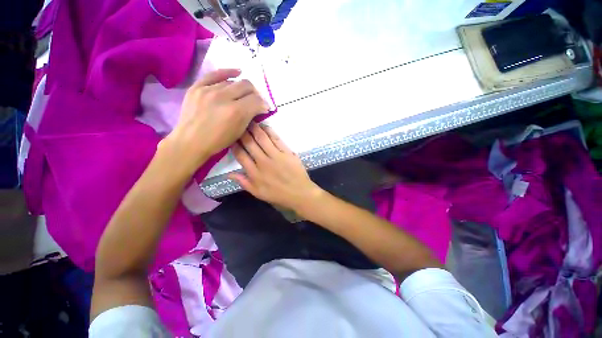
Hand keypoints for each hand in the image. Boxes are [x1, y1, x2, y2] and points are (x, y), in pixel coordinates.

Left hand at [163, 69, 269, 172]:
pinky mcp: (197, 86)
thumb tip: (260, 107)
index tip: (263, 108)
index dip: (263, 104)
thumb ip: (250, 116)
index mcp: (236, 112)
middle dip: (255, 93)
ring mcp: (208, 90)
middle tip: (254, 101)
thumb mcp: (239, 132)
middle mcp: (223, 97)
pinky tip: (237, 72)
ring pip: (233, 81)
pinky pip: (215, 74)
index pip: (256, 100)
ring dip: (242, 88)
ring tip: (242, 95)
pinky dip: (228, 72)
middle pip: (246, 86)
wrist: (191, 141)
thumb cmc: (218, 141)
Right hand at [230, 123, 323, 211]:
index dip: (234, 144)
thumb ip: (244, 183)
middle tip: (239, 123)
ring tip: (249, 120)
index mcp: (255, 173)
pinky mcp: (287, 152)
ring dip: (255, 128)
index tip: (231, 137)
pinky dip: (270, 131)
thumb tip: (228, 174)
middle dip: (243, 132)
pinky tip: (265, 126)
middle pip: (250, 143)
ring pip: (262, 138)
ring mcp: (276, 156)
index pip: (241, 155)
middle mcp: (263, 162)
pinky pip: (277, 139)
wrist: (300, 193)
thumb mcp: (258, 193)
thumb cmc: (278, 195)